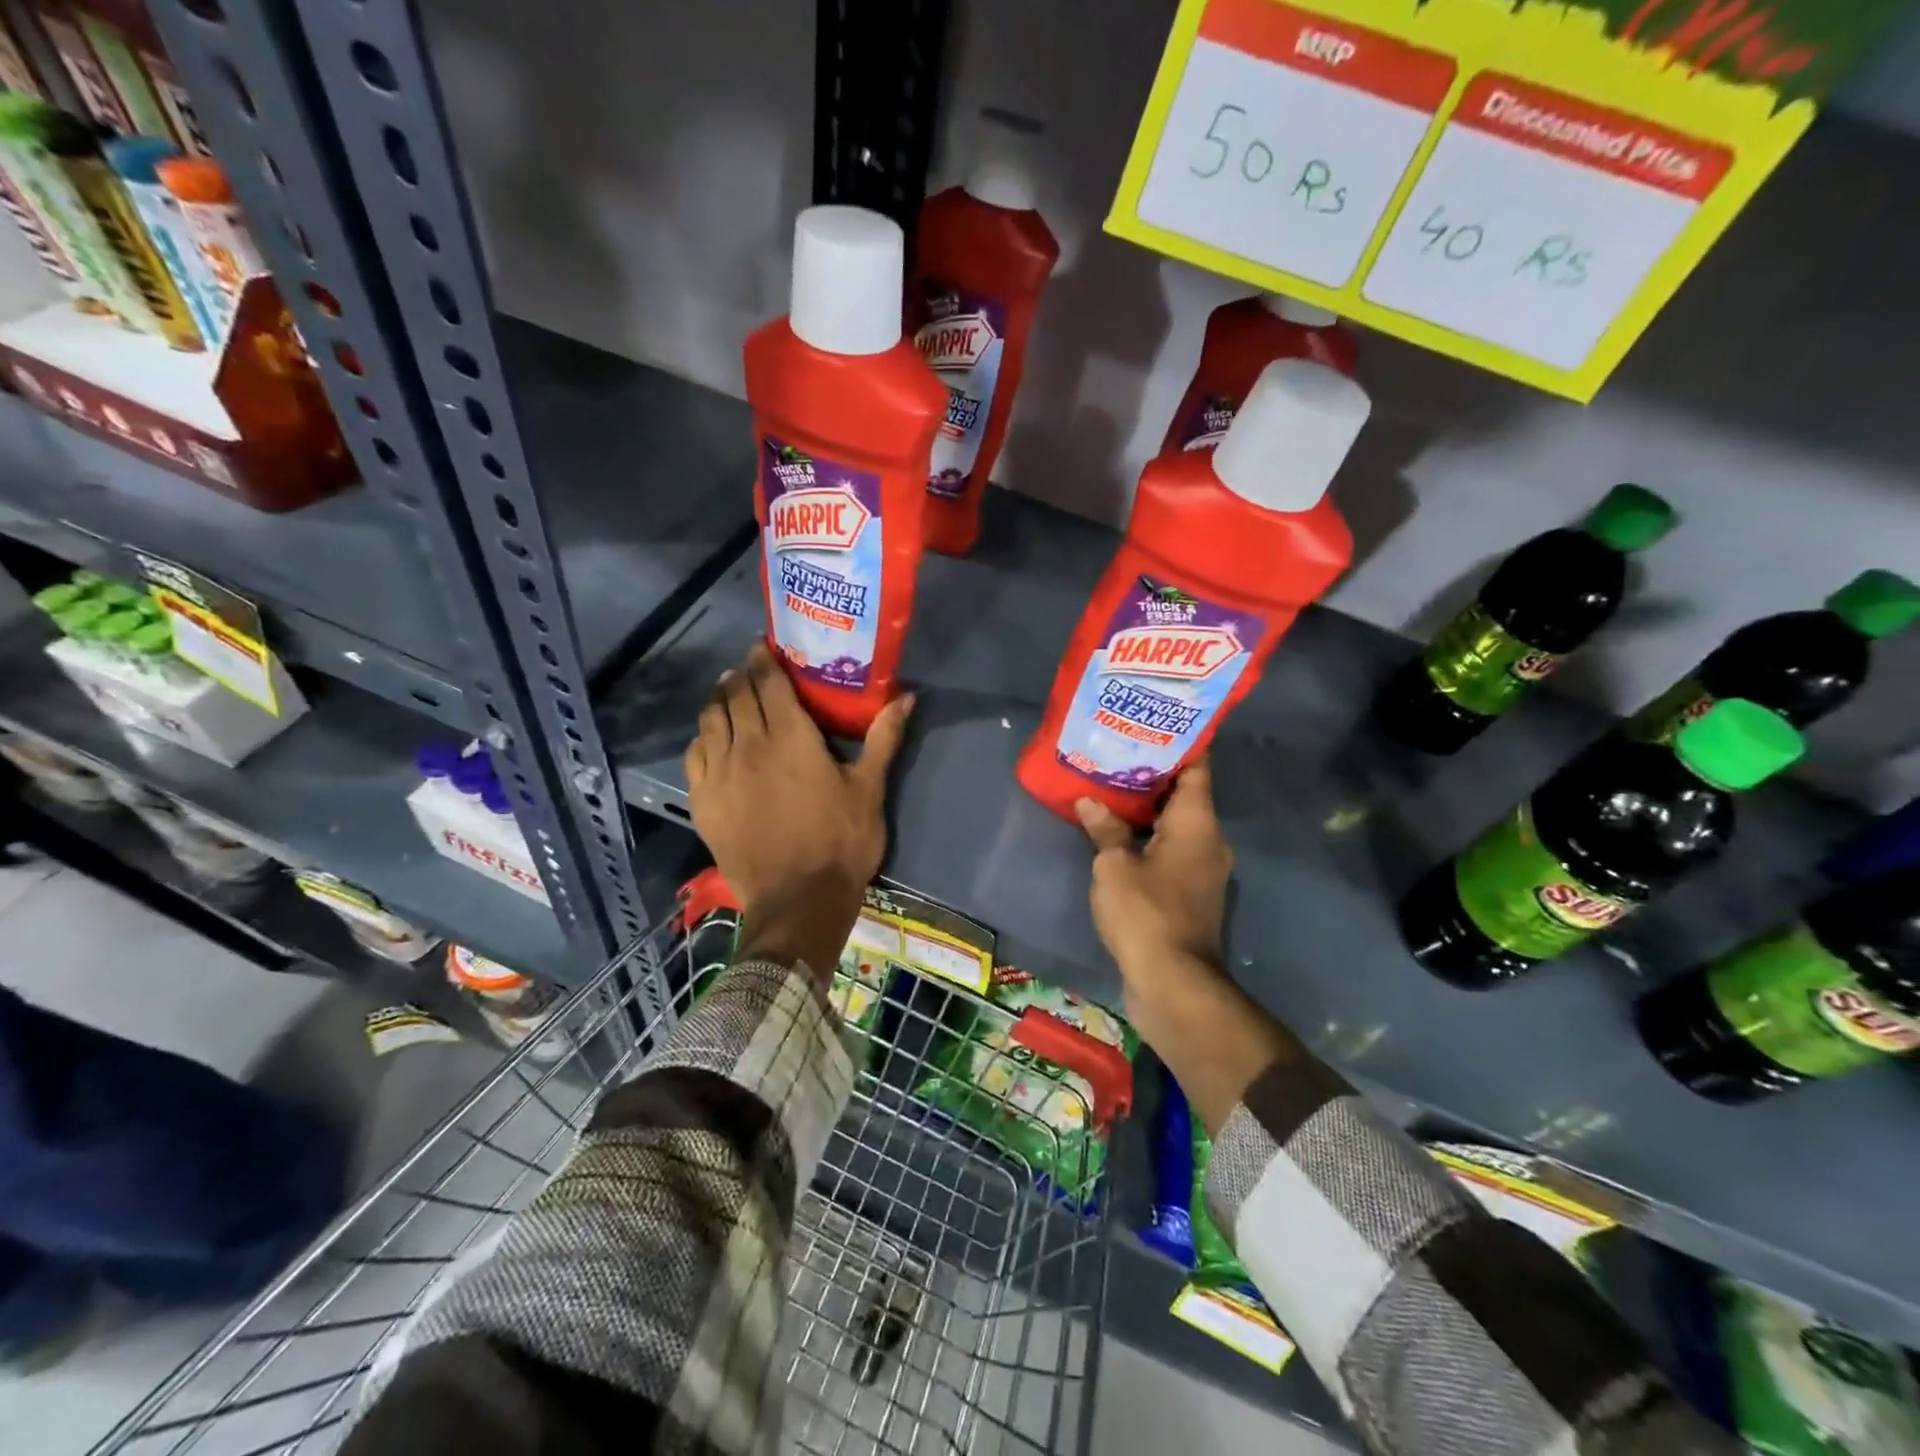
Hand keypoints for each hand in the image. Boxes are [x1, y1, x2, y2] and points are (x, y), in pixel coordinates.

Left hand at [684, 641, 912, 974]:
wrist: (798, 902)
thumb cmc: (841, 842)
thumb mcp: (869, 789)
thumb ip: (883, 738)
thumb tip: (906, 697)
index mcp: (790, 738)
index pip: (768, 683)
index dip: (763, 660)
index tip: (763, 646)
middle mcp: (748, 746)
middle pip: (735, 696)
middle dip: (740, 676)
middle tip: (749, 669)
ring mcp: (719, 775)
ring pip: (710, 721)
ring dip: (718, 701)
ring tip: (727, 693)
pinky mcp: (703, 802)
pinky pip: (694, 755)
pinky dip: (702, 737)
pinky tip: (710, 738)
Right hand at [1078, 760, 1294, 1134]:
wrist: (1174, 983)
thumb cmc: (1146, 912)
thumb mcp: (1115, 865)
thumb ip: (1105, 829)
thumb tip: (1090, 801)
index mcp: (1197, 823)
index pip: (1197, 768)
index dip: (1180, 742)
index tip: (1155, 721)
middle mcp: (1208, 841)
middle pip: (1185, 795)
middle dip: (1153, 773)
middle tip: (1117, 749)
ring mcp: (1202, 870)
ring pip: (1176, 825)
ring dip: (1148, 808)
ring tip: (1110, 785)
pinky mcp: (1189, 894)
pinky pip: (1170, 851)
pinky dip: (1148, 837)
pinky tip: (1115, 832)